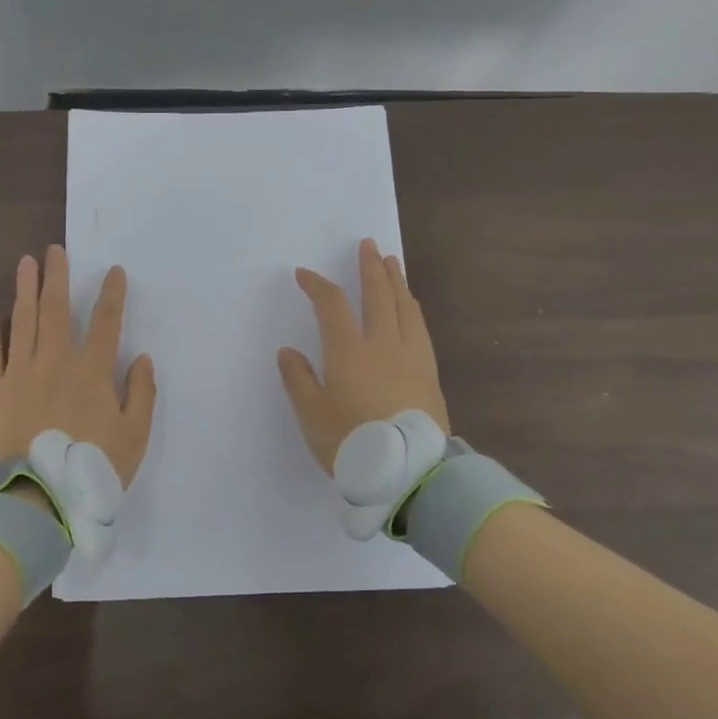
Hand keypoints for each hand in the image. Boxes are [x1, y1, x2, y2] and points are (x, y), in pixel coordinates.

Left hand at [0, 246, 157, 488]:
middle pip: (56, 310)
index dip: (112, 294)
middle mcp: (55, 361)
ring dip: (25, 290)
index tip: (114, 271)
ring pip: (22, 321)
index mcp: (92, 372)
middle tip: (55, 250)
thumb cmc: (90, 470)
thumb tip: (142, 358)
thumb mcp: (134, 438)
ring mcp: (19, 373)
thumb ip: (141, 394)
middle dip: (57, 277)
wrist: (34, 499)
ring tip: (26, 263)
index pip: (106, 322)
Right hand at [278, 238, 449, 473]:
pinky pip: (420, 327)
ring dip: (396, 281)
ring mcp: (411, 356)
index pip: (332, 305)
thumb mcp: (312, 416)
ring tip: (392, 263)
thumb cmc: (353, 444)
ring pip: (404, 307)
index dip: (317, 285)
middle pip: (377, 295)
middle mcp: (382, 344)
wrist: (410, 473)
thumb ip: (298, 380)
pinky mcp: (429, 373)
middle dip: (370, 268)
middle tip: (368, 245)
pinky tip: (411, 307)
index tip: (304, 274)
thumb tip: (288, 351)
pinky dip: (412, 308)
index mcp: (349, 351)